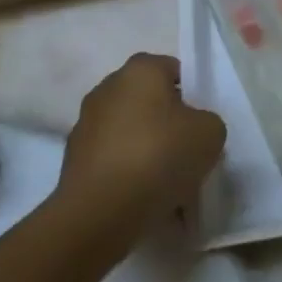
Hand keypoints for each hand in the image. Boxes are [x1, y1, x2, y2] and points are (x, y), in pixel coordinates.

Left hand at [58, 53, 226, 241]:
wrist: (100, 212)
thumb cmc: (159, 156)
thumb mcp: (210, 133)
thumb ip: (206, 122)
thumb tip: (192, 130)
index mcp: (141, 69)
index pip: (173, 70)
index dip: (191, 96)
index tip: (198, 126)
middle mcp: (108, 87)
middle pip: (149, 101)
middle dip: (166, 123)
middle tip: (185, 153)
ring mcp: (85, 123)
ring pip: (129, 132)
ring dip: (144, 149)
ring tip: (164, 184)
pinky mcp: (71, 159)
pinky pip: (111, 159)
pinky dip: (125, 173)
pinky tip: (141, 199)